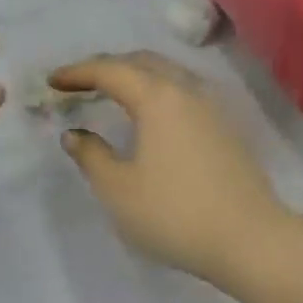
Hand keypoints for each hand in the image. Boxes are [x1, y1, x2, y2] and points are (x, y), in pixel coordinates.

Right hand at [50, 52, 295, 287]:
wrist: (249, 240)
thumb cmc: (174, 214)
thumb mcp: (118, 190)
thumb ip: (91, 156)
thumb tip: (74, 134)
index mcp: (158, 98)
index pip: (111, 70)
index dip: (78, 72)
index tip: (52, 81)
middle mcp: (189, 91)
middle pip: (144, 62)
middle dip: (108, 67)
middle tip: (80, 83)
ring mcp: (214, 109)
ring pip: (170, 75)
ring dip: (137, 77)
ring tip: (114, 94)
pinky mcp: (228, 130)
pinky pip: (186, 94)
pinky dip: (159, 93)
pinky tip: (152, 118)